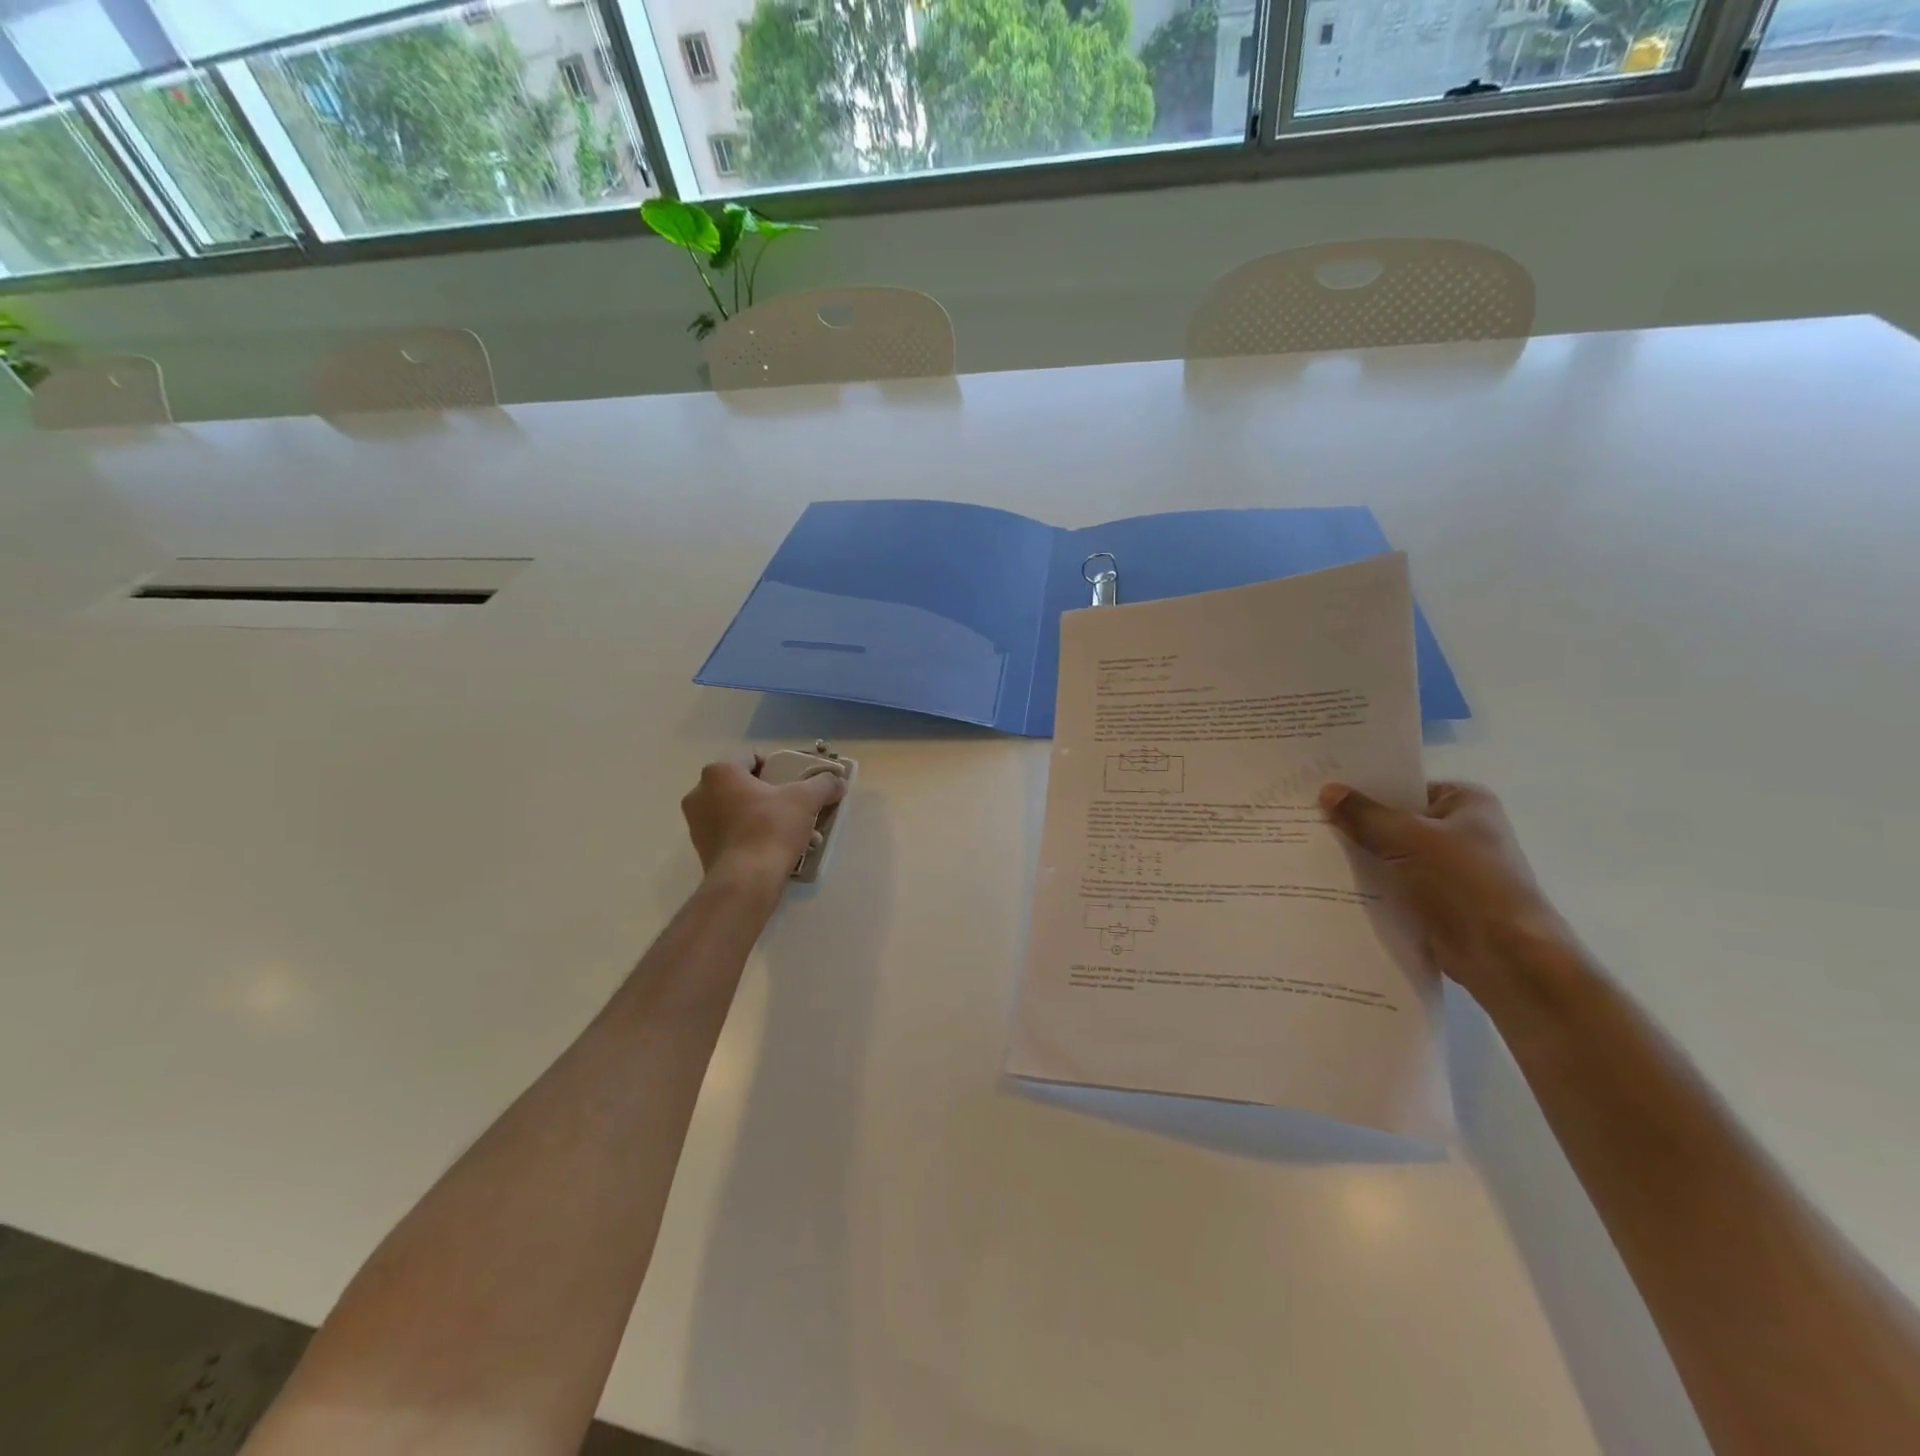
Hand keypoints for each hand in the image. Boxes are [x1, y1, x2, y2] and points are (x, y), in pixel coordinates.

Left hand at [682, 755, 845, 889]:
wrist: (745, 883)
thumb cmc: (770, 829)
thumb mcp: (806, 800)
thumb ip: (823, 784)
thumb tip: (837, 781)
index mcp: (719, 772)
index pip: (752, 757)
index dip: (778, 766)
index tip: (796, 782)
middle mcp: (700, 794)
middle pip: (745, 785)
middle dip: (772, 795)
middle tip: (795, 808)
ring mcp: (697, 824)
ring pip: (739, 811)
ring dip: (764, 818)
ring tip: (792, 833)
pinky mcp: (702, 850)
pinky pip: (732, 834)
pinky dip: (752, 837)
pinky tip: (776, 850)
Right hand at [1319, 781, 1576, 1006]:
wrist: (1504, 956)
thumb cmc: (1465, 882)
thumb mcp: (1408, 837)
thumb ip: (1365, 815)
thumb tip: (1327, 790)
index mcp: (1464, 802)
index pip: (1403, 785)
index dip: (1362, 786)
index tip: (1319, 786)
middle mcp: (1458, 830)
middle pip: (1393, 820)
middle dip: (1353, 822)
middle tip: (1302, 816)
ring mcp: (1445, 869)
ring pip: (1387, 854)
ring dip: (1355, 855)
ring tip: (1304, 846)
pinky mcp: (1432, 901)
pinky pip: (1389, 884)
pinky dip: (1365, 884)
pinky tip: (1325, 880)